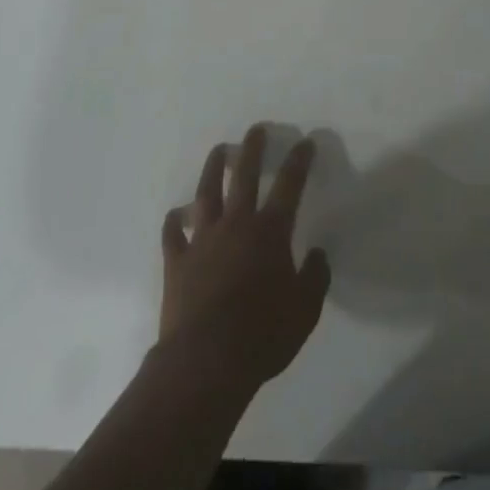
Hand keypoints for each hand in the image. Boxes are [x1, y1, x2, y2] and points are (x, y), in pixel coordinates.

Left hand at [159, 126, 329, 397]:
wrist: (206, 360)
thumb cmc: (262, 335)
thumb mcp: (304, 312)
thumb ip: (315, 278)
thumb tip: (317, 254)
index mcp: (269, 232)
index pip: (289, 186)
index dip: (298, 161)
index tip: (304, 142)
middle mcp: (236, 224)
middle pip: (244, 176)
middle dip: (252, 149)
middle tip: (256, 129)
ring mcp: (202, 239)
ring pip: (207, 192)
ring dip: (213, 169)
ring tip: (218, 151)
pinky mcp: (177, 260)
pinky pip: (172, 232)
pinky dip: (174, 220)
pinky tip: (176, 213)